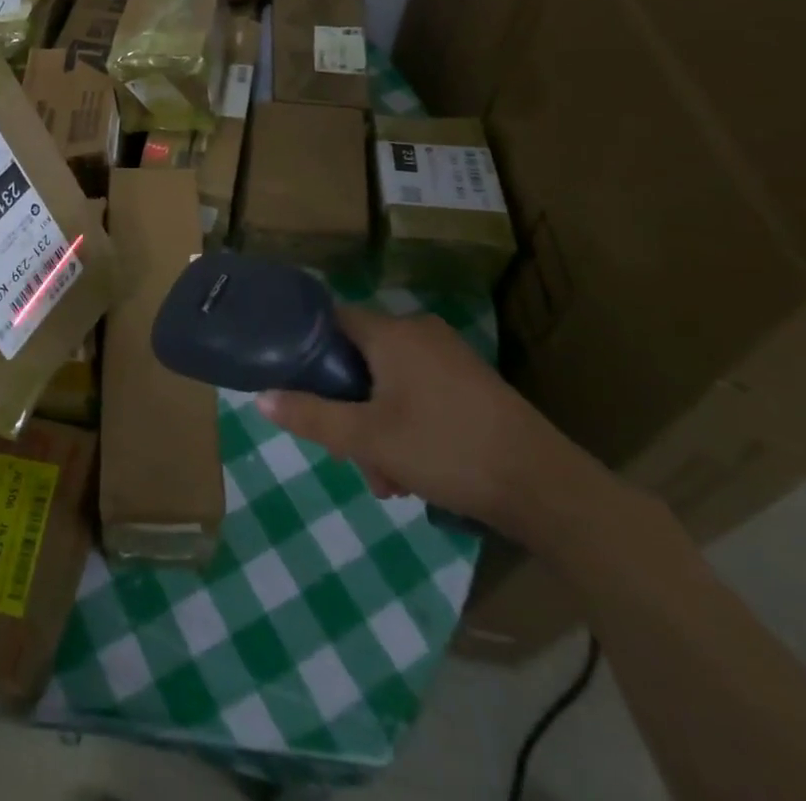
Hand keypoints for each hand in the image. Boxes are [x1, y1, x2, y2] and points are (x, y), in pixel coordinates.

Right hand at [257, 309, 584, 538]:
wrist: (545, 486)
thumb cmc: (446, 449)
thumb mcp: (368, 439)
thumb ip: (311, 417)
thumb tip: (260, 398)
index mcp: (391, 332)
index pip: (331, 320)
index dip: (307, 351)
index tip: (298, 390)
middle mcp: (419, 331)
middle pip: (360, 360)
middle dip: (349, 410)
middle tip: (354, 459)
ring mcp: (449, 355)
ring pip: (389, 383)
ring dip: (378, 427)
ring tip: (390, 482)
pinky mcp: (471, 381)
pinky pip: (419, 392)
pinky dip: (407, 424)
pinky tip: (417, 472)